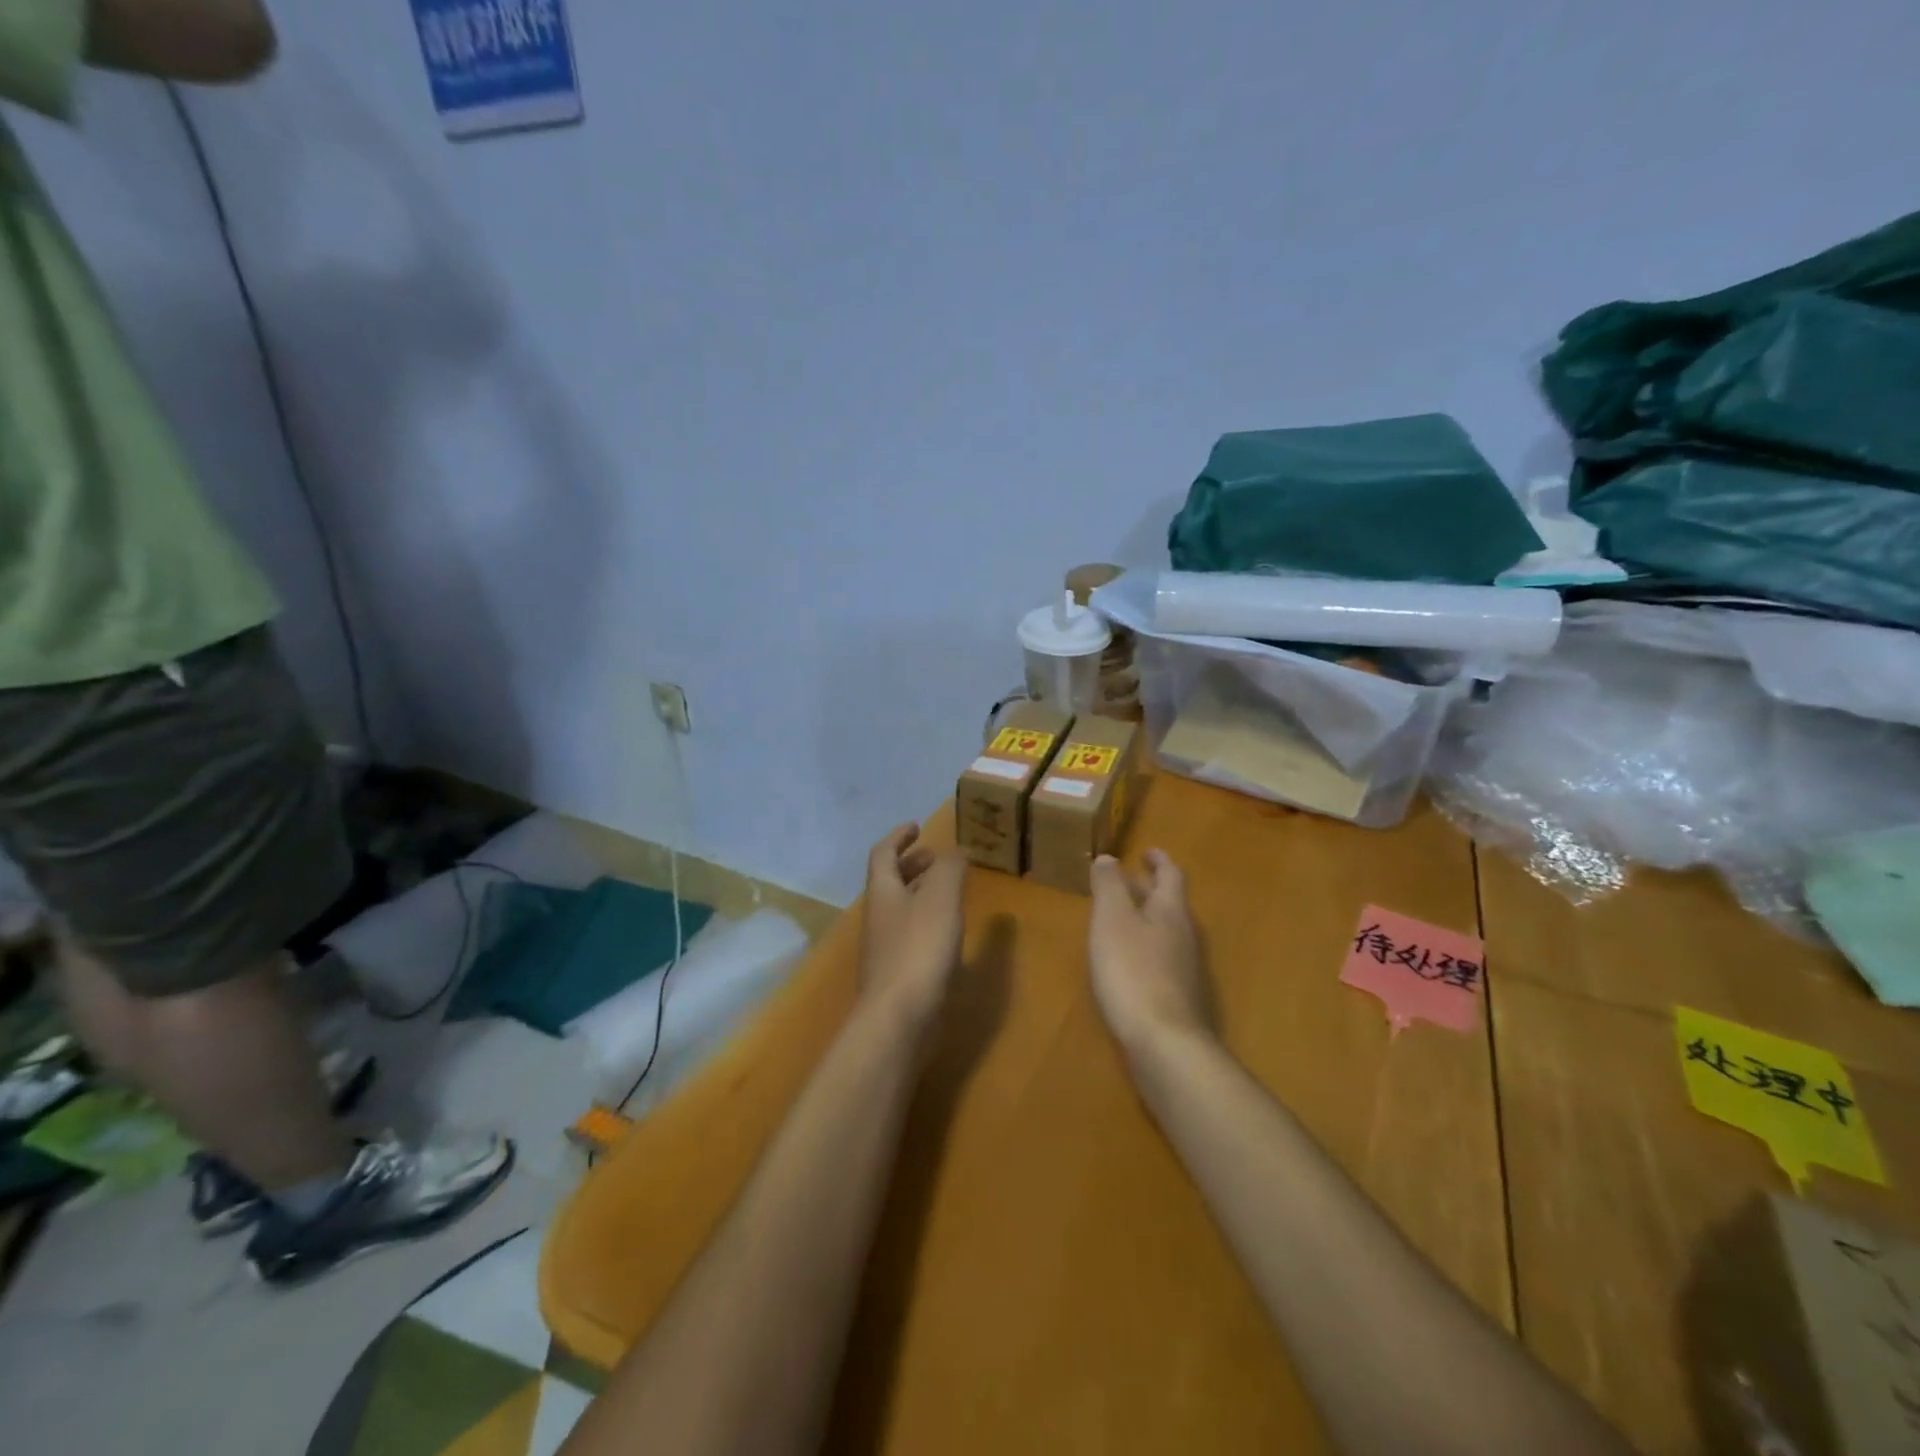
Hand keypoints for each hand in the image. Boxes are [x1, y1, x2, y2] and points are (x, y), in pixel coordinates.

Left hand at [859, 824, 965, 1031]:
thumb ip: (949, 870)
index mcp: (883, 892)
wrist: (896, 1020)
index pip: (883, 854)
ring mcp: (883, 948)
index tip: (916, 826)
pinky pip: (908, 935)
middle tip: (935, 858)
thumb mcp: (940, 900)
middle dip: (911, 865)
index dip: (898, 837)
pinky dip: (926, 922)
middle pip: (889, 882)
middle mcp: (877, 917)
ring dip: (919, 893)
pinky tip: (946, 935)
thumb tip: (955, 850)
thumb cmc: (918, 950)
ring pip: (899, 909)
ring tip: (947, 893)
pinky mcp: (895, 975)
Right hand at [1089, 850, 1210, 1060]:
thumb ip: (1109, 886)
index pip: (1171, 875)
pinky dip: (1146, 949)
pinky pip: (1163, 960)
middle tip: (1126, 882)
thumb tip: (1109, 857)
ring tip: (1121, 920)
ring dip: (1147, 920)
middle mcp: (1186, 935)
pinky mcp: (1181, 999)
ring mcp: (1187, 970)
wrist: (1166, 1044)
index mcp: (1171, 911)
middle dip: (1149, 889)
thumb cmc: (1133, 971)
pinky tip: (1128, 964)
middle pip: (1170, 904)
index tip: (1147, 851)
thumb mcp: (1112, 920)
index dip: (1159, 860)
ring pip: (1167, 933)